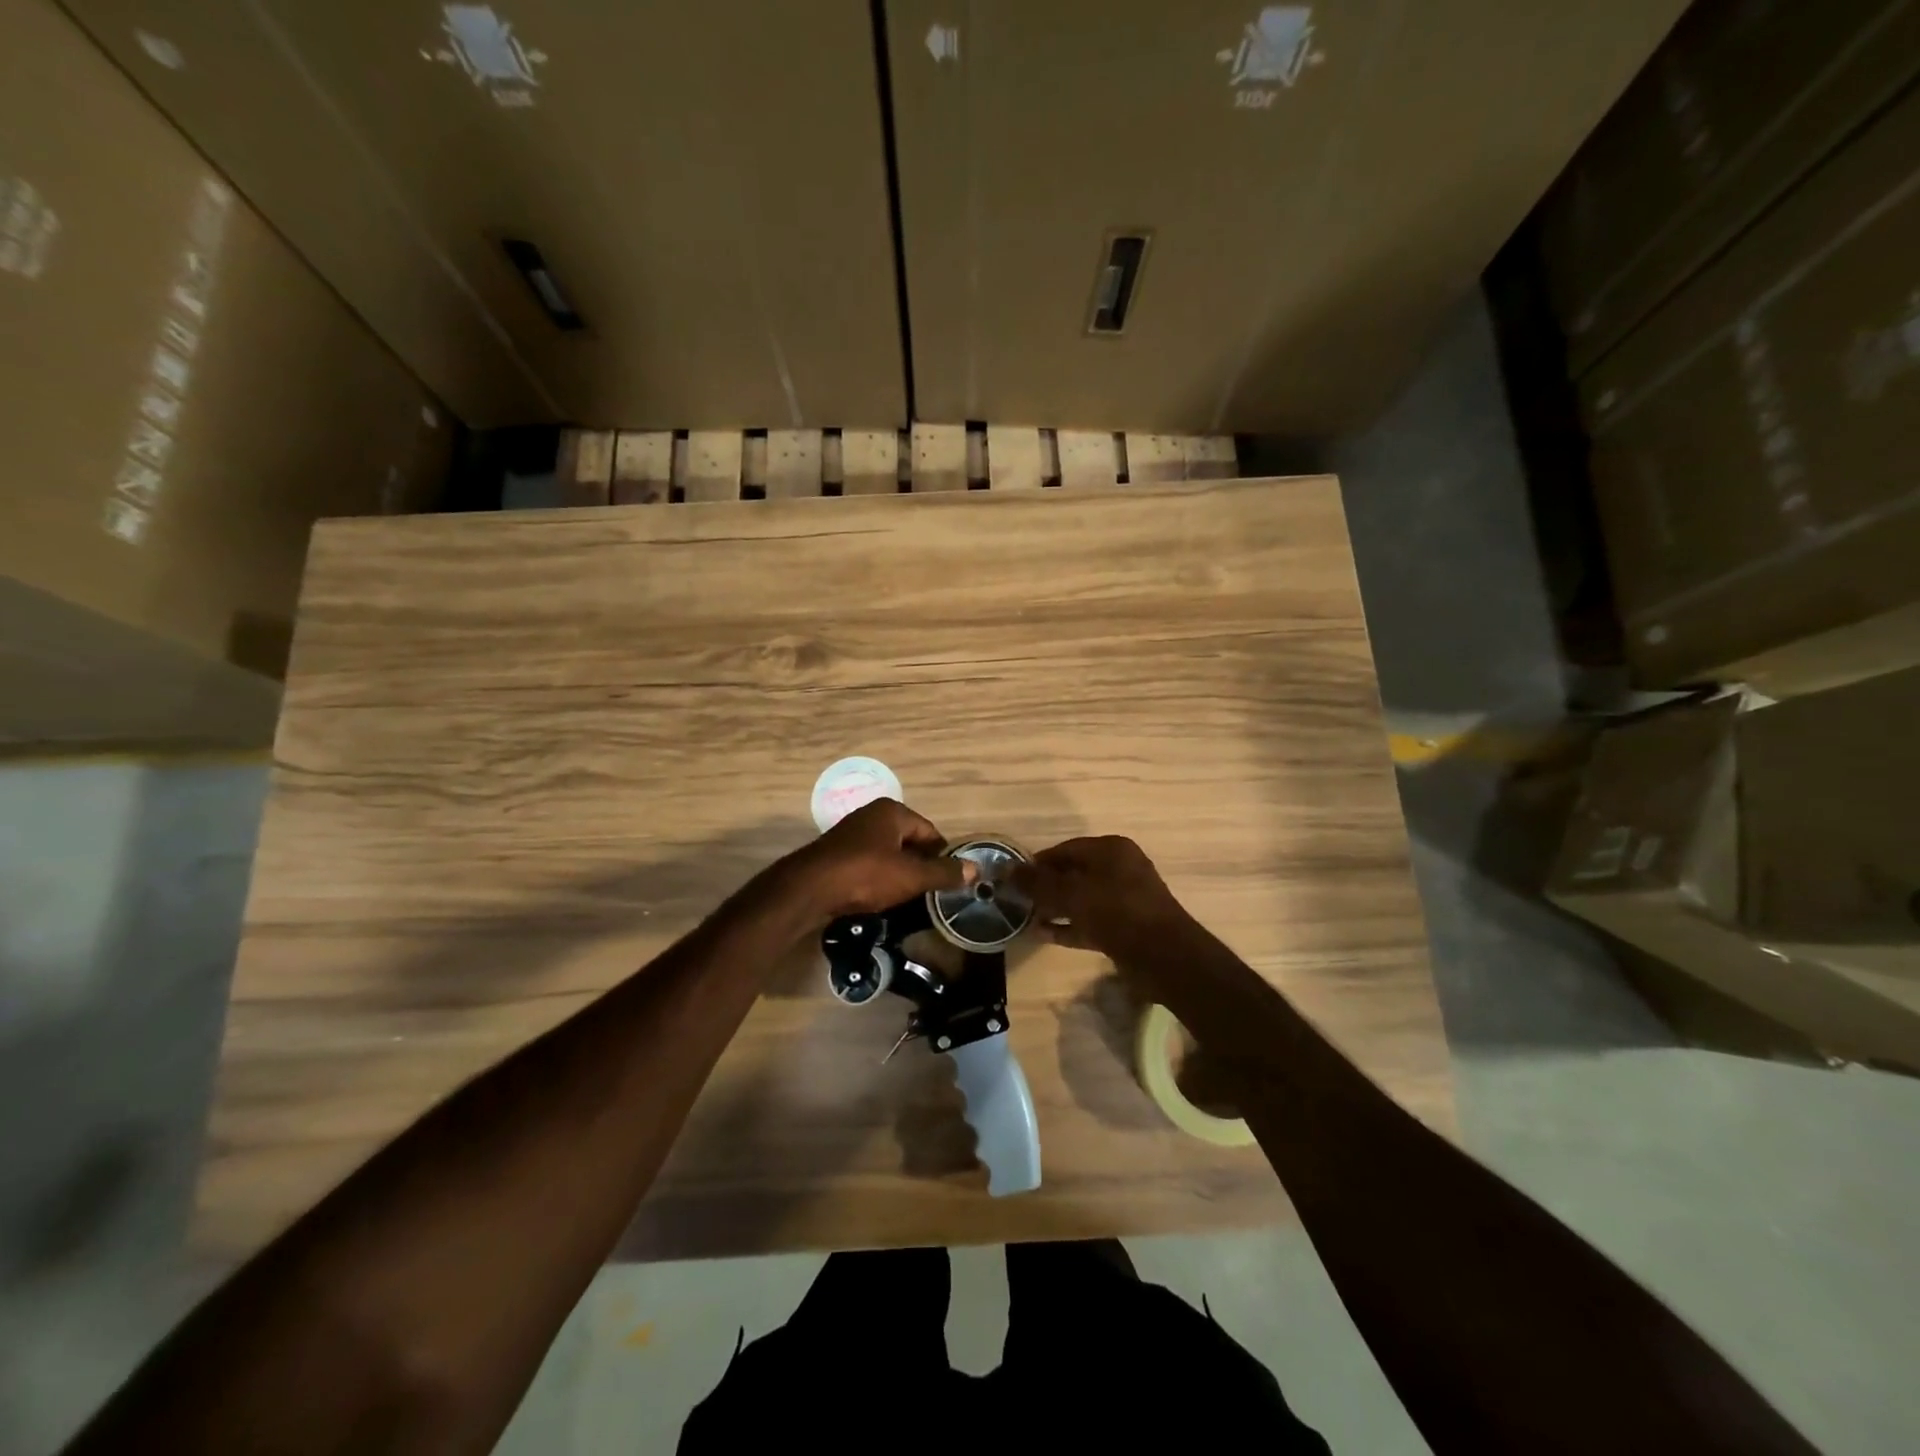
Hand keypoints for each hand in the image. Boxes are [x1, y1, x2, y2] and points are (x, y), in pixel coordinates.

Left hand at [786, 798, 971, 920]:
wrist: (809, 889)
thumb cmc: (866, 875)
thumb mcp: (911, 876)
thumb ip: (944, 872)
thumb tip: (976, 869)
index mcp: (892, 812)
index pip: (930, 832)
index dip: (942, 857)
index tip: (948, 881)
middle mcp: (872, 815)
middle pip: (909, 841)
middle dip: (920, 866)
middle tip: (930, 892)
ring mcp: (851, 834)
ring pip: (888, 854)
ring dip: (899, 874)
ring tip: (908, 898)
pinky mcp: (837, 854)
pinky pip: (868, 864)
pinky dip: (878, 879)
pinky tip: (880, 898)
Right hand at [1011, 836, 1190, 955]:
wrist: (1163, 956)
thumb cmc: (1116, 912)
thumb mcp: (1071, 895)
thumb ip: (1038, 884)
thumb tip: (1008, 871)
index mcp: (1111, 850)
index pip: (1066, 849)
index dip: (1038, 863)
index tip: (1014, 878)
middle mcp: (1120, 868)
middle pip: (1074, 873)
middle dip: (1045, 886)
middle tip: (1017, 899)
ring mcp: (1125, 899)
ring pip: (1081, 899)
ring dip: (1055, 908)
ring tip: (1024, 917)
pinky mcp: (1125, 927)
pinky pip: (1090, 920)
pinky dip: (1068, 926)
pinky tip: (1042, 935)